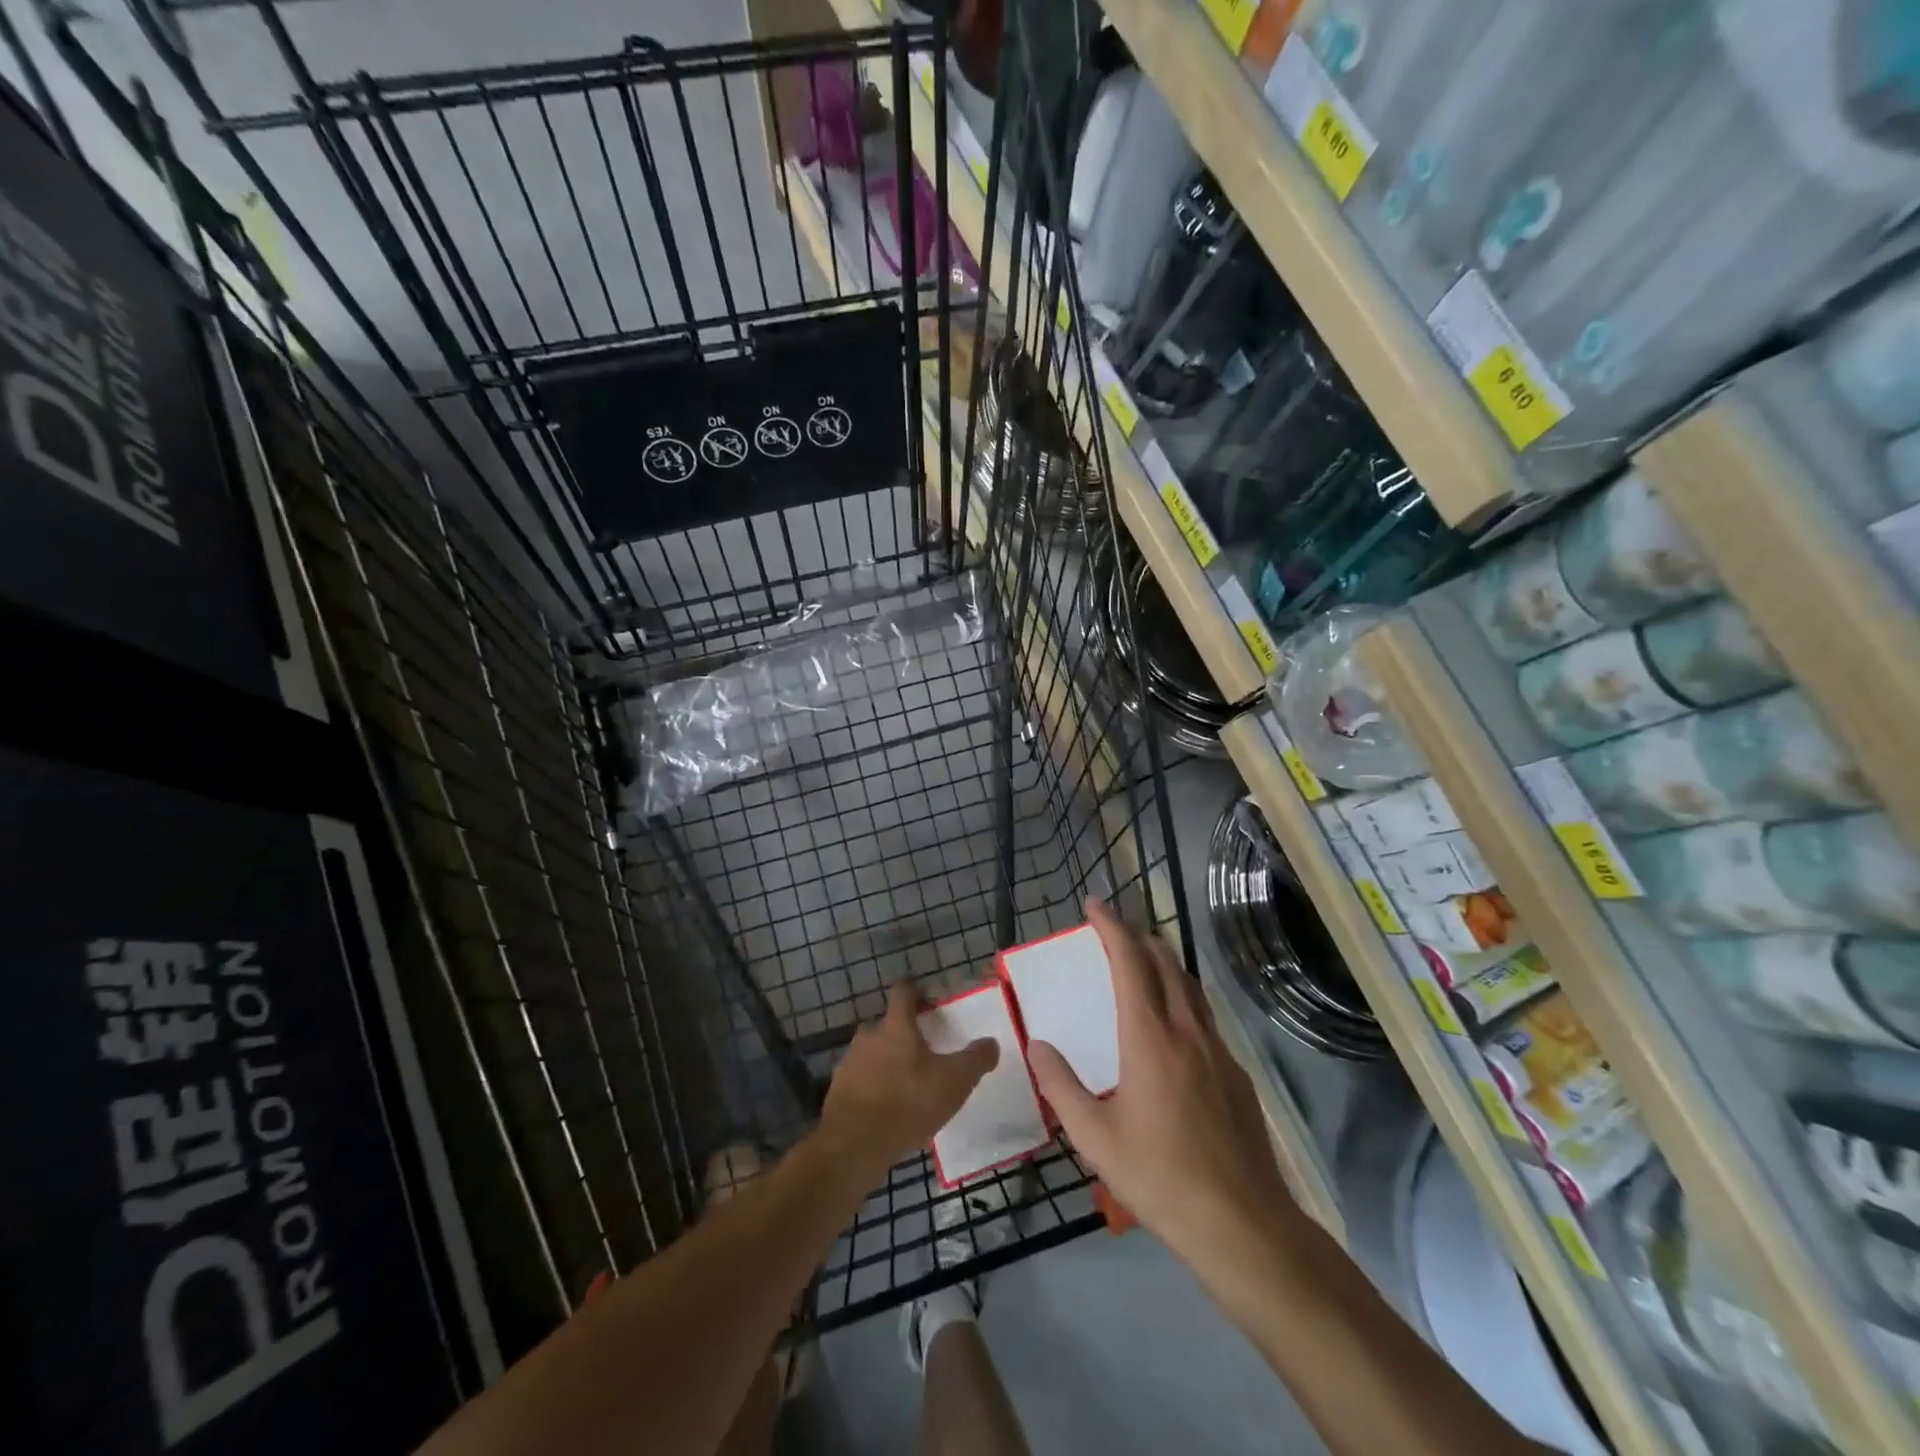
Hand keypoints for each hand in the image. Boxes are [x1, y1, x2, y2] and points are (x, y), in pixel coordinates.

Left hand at [819, 982, 997, 1183]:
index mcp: (896, 1025)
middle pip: (888, 1024)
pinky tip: (889, 1109)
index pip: (904, 991)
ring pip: (873, 1052)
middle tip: (925, 1052)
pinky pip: (861, 1080)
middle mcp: (869, 1035)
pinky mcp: (838, 1090)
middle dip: (904, 1034)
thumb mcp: (954, 1081)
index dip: (917, 992)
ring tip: (908, 1084)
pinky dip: (874, 1087)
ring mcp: (850, 1062)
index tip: (930, 1002)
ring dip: (888, 1062)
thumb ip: (975, 1060)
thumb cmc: (908, 1101)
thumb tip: (991, 1043)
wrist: (854, 1144)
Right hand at [1029, 900, 1298, 1271]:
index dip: (1111, 927)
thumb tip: (1037, 1045)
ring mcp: (1218, 1051)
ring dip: (1164, 963)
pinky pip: (1205, 1017)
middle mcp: (1187, 1031)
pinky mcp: (1236, 1075)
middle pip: (1165, 963)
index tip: (1094, 905)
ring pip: (1190, 987)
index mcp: (1150, 1037)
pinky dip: (1183, 997)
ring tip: (1143, 961)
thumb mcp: (1095, 1138)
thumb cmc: (1160, 1177)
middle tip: (1114, 929)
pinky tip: (1174, 1025)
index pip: (1130, 962)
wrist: (1243, 1223)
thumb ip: (1061, 1086)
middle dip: (1138, 936)